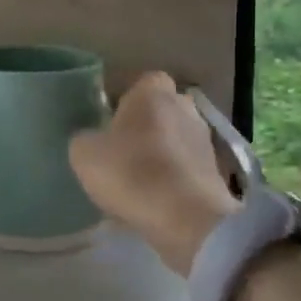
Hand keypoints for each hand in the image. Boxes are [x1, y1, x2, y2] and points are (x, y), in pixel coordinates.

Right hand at [69, 71, 236, 274]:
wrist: (186, 218)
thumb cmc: (131, 172)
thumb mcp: (83, 153)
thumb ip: (84, 138)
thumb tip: (91, 139)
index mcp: (153, 93)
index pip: (142, 82)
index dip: (126, 100)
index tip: (109, 121)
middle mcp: (185, 107)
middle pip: (162, 110)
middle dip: (146, 125)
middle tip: (121, 149)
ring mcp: (206, 140)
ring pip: (176, 139)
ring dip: (161, 153)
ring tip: (138, 179)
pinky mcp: (217, 173)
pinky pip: (187, 168)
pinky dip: (174, 178)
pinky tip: (156, 198)